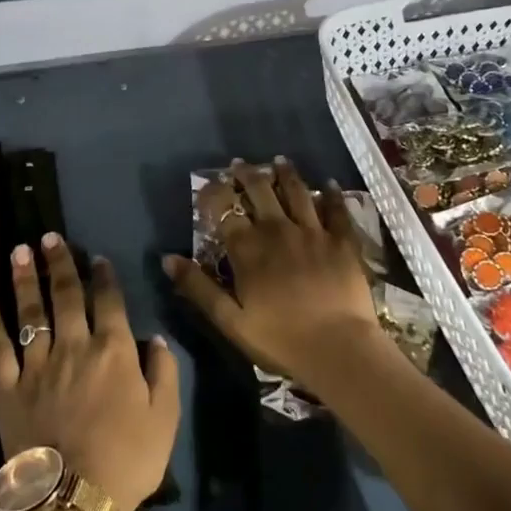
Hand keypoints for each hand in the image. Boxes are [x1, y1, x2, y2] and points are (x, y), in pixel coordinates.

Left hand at [0, 234, 179, 510]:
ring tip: (19, 250)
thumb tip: (154, 339)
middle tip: (49, 237)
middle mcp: (75, 346)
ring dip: (24, 278)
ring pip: (31, 311)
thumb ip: (163, 372)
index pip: (108, 302)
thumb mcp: (165, 418)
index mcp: (114, 350)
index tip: (96, 257)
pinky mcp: (9, 386)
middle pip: (66, 295)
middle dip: (59, 263)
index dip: (102, 277)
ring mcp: (38, 364)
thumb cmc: (127, 460)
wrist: (72, 499)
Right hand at [163, 156, 386, 391]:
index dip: (213, 195)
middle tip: (240, 163)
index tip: (207, 186)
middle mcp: (278, 230)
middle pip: (260, 192)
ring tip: (279, 161)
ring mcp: (313, 232)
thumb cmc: (280, 340)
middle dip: (247, 175)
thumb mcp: (230, 321)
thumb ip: (199, 288)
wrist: (339, 349)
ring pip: (297, 192)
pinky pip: (337, 210)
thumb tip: (167, 259)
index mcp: (248, 249)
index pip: (224, 211)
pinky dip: (332, 194)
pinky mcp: (342, 241)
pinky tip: (330, 183)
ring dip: (286, 175)